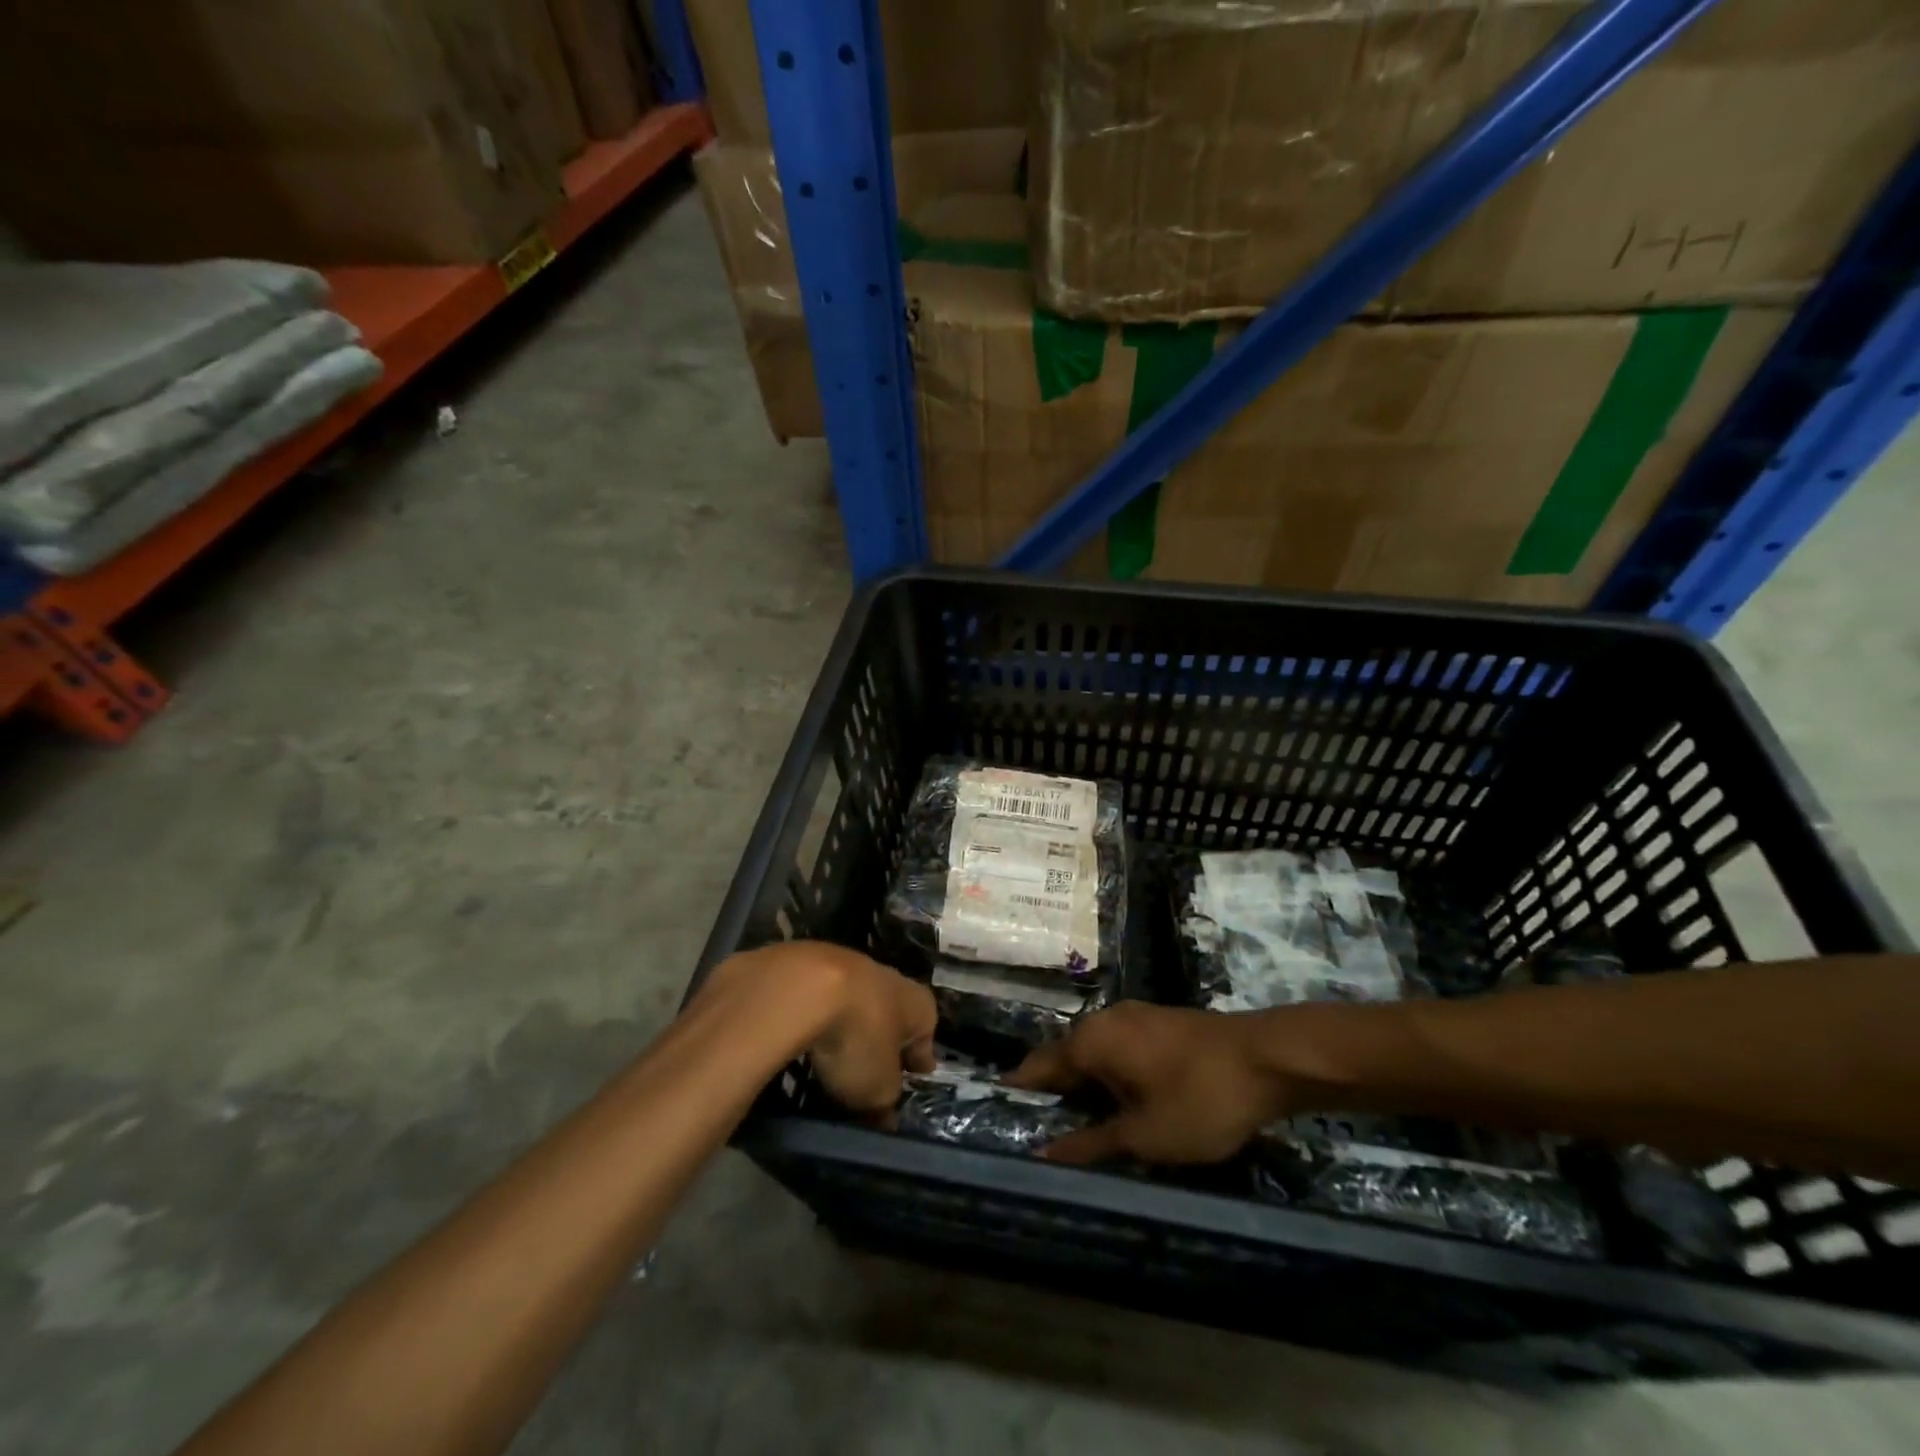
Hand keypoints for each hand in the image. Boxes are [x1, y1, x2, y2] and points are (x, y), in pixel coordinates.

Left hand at [705, 942, 936, 1118]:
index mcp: (919, 1005)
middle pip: (891, 1016)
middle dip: (883, 1040)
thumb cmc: (859, 1039)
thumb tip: (883, 1117)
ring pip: (854, 1004)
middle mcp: (891, 979)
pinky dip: (816, 1017)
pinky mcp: (812, 965)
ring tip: (832, 1056)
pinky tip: (803, 1036)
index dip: (918, 1061)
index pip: (925, 1038)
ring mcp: (850, 966)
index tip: (913, 1078)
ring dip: (848, 1025)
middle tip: (872, 1070)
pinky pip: (820, 1000)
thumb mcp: (877, 1089)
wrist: (804, 986)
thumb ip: (883, 1104)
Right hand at [1006, 1002, 1294, 1164]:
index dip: (1018, 1094)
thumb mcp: (1144, 1135)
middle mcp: (1103, 1020)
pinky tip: (1118, 1105)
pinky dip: (1109, 1077)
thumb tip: (1042, 1155)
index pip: (1037, 1067)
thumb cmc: (1198, 1098)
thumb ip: (1090, 1144)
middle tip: (1040, 1137)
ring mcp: (1133, 1017)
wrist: (1267, 1059)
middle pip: (1064, 1059)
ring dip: (1084, 1088)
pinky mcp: (1158, 1024)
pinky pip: (1118, 1050)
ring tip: (1077, 1129)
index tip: (1000, 1120)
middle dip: (1052, 1095)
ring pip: (1094, 1055)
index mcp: (1090, 1040)